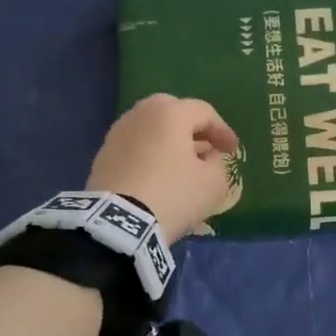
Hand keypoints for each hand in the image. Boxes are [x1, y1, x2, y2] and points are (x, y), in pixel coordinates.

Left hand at [87, 94, 240, 239]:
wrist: (119, 223)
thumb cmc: (174, 195)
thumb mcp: (213, 183)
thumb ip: (218, 164)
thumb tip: (209, 157)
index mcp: (170, 113)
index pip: (204, 112)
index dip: (223, 131)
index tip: (233, 151)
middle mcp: (140, 114)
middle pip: (173, 113)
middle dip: (193, 129)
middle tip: (206, 149)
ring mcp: (117, 134)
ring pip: (151, 129)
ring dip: (169, 142)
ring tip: (182, 164)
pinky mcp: (102, 156)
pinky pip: (135, 147)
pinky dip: (150, 155)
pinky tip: (159, 176)